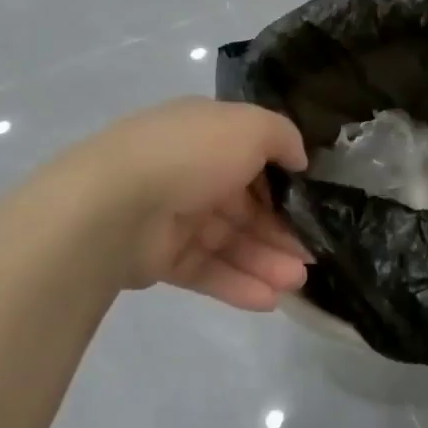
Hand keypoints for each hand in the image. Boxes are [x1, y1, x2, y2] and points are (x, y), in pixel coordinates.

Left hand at [66, 97, 312, 309]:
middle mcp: (192, 172)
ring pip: (231, 241)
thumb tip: (299, 159)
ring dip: (267, 261)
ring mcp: (175, 216)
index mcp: (207, 135)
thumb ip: (283, 137)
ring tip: (297, 283)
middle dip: (282, 231)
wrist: (114, 204)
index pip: (253, 158)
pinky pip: (207, 270)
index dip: (285, 183)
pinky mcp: (161, 258)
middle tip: (313, 256)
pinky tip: (269, 300)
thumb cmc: (191, 155)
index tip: (313, 205)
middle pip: (246, 206)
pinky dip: (238, 285)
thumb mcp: (251, 127)